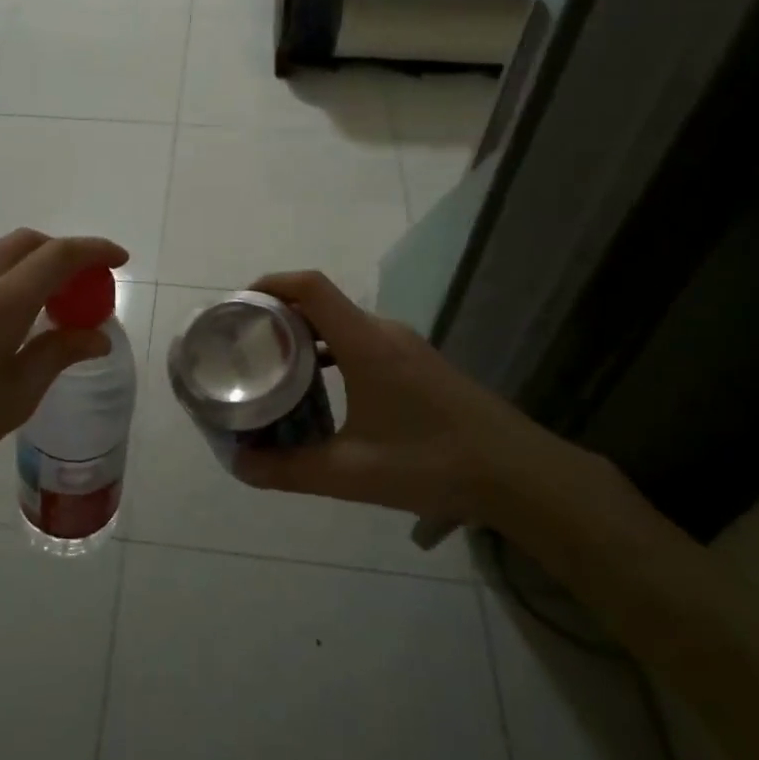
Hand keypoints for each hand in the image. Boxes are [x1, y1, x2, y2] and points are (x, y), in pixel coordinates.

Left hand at [0, 231, 127, 618]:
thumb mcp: (14, 398)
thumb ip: (58, 355)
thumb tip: (96, 336)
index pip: (58, 255)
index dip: (94, 251)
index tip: (120, 260)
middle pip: (26, 243)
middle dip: (64, 252)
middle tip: (87, 285)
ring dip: (33, 268)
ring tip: (52, 309)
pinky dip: (6, 283)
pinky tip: (10, 325)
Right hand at [231, 271, 574, 528]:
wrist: (521, 475)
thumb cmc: (433, 463)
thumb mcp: (352, 473)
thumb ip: (290, 469)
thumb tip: (239, 466)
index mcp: (365, 343)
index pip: (310, 286)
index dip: (270, 284)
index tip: (237, 305)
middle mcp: (384, 332)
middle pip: (321, 302)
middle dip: (277, 316)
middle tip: (244, 346)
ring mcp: (405, 347)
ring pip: (341, 324)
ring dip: (305, 336)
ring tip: (274, 368)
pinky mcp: (419, 364)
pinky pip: (361, 341)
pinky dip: (330, 352)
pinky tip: (320, 390)